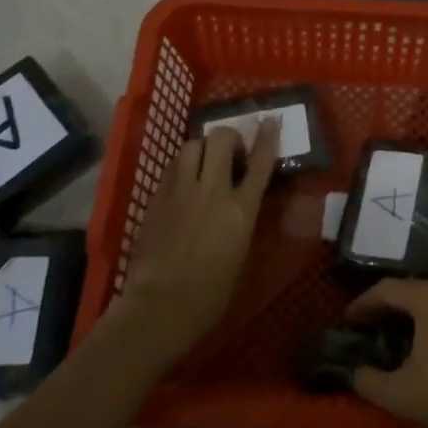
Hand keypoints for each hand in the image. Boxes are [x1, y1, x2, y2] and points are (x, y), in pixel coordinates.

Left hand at [112, 121, 279, 368]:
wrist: (160, 306)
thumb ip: (241, 217)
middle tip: (230, 154)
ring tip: (203, 164)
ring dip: (202, 149)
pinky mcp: (157, 196)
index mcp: (241, 210)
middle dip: (228, 138)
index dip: (267, 137)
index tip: (270, 120)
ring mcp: (182, 190)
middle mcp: (213, 191)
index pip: (261, 162)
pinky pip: (173, 166)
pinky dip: (182, 166)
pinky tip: (182, 182)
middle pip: (222, 139)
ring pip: (193, 144)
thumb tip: (239, 201)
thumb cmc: (210, 293)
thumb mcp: (240, 251)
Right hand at [346, 279, 427, 427]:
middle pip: (411, 290)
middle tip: (367, 326)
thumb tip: (356, 372)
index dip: (363, 303)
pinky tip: (427, 347)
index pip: (387, 289)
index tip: (347, 320)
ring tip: (393, 336)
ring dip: (411, 315)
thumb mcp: (402, 395)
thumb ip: (369, 381)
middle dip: (387, 307)